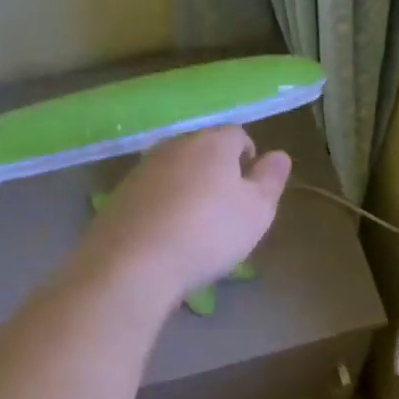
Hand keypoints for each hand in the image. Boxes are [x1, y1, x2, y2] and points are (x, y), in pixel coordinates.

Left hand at [75, 127, 290, 304]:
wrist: (131, 263)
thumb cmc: (207, 233)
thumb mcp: (256, 211)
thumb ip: (271, 179)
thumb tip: (279, 155)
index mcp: (212, 142)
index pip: (238, 135)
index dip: (249, 158)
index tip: (251, 189)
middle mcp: (175, 145)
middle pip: (204, 149)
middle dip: (217, 172)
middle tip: (226, 210)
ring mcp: (143, 168)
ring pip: (176, 170)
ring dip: (188, 188)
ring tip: (195, 227)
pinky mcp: (119, 194)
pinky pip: (151, 192)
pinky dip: (162, 206)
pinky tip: (165, 236)